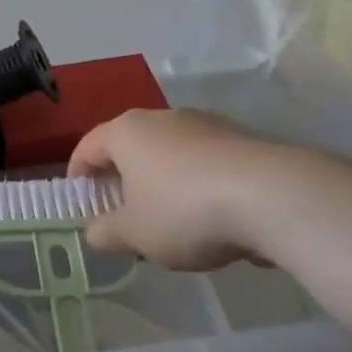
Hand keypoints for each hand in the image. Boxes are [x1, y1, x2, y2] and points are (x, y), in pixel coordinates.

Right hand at [68, 109, 294, 271]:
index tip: (80, 198)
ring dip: (163, 182)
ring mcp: (204, 124)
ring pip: (170, 153)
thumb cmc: (184, 210)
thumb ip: (107, 233)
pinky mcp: (240, 139)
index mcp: (126, 132)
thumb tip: (94, 233)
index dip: (79, 173)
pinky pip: (205, 162)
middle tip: (123, 214)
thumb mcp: (136, 234)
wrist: (273, 196)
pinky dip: (198, 184)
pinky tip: (213, 218)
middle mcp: (161, 118)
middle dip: (123, 179)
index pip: (88, 146)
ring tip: (171, 222)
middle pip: (130, 146)